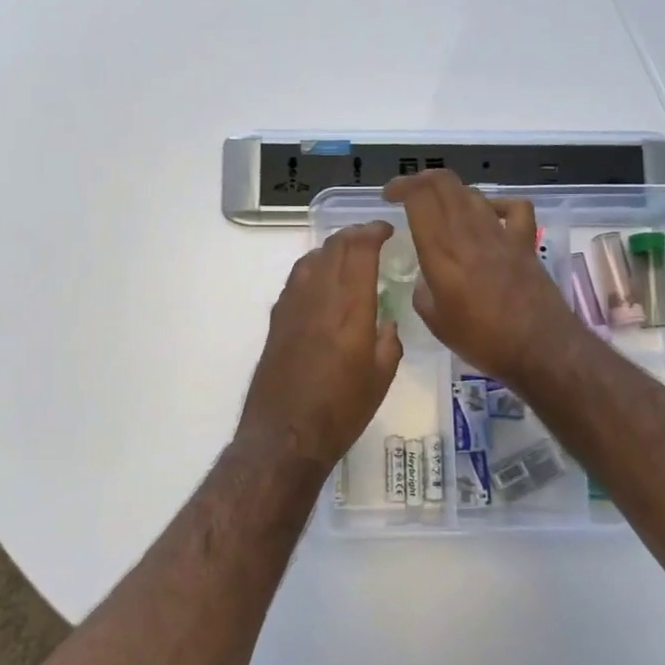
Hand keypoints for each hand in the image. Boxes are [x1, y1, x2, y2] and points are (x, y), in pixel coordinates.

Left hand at [238, 223, 402, 467]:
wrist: (285, 435)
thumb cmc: (341, 411)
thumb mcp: (381, 379)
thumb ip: (388, 342)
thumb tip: (384, 322)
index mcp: (351, 309)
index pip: (360, 250)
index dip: (373, 232)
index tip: (387, 229)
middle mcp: (319, 297)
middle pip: (334, 247)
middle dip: (354, 234)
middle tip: (371, 238)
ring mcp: (292, 306)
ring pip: (311, 258)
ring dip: (332, 248)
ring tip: (347, 255)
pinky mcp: (276, 320)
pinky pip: (296, 279)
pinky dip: (313, 268)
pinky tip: (321, 282)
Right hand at [384, 170, 580, 383]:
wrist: (540, 349)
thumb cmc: (483, 342)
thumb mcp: (436, 323)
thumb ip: (423, 292)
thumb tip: (425, 279)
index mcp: (442, 252)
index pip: (419, 198)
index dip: (400, 187)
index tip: (388, 196)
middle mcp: (469, 233)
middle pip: (444, 183)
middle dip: (420, 180)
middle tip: (407, 193)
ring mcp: (501, 234)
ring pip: (472, 193)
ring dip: (451, 193)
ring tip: (440, 208)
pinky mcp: (525, 242)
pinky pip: (513, 207)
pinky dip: (497, 204)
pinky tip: (489, 216)